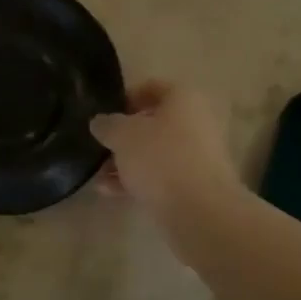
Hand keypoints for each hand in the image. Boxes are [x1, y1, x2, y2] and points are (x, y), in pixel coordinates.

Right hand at [90, 81, 239, 218]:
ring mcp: (198, 155)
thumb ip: (107, 125)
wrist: (201, 212)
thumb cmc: (161, 159)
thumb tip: (100, 122)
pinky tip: (111, 192)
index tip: (103, 115)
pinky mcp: (195, 185)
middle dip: (123, 137)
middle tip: (100, 147)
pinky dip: (138, 181)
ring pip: (155, 152)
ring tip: (99, 176)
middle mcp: (195, 122)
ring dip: (127, 162)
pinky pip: (161, 176)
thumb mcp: (123, 136)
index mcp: (183, 99)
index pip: (150, 87)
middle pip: (152, 123)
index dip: (124, 98)